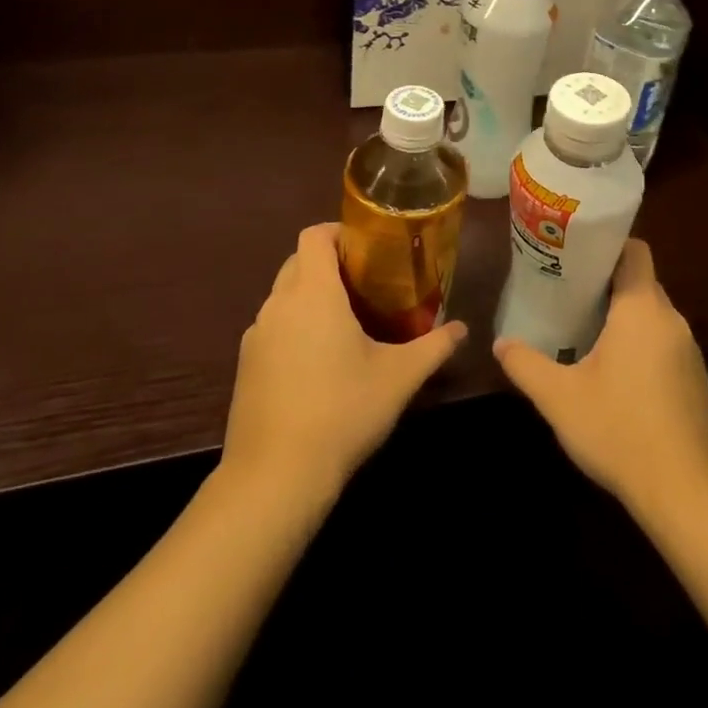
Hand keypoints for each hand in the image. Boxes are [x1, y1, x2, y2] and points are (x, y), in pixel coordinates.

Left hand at [221, 223, 466, 505]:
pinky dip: (294, 327)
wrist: (275, 476)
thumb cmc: (343, 412)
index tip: (368, 247)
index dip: (339, 231)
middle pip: (298, 261)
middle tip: (367, 283)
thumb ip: (434, 347)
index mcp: (313, 294)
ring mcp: (256, 335)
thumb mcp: (399, 377)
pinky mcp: (245, 365)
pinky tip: (318, 362)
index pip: (314, 236)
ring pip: (283, 296)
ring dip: (310, 296)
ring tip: (346, 322)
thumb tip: (462, 329)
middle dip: (329, 263)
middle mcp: (278, 305)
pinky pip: (272, 327)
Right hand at [493, 240, 707, 519]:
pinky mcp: (696, 379)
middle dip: (605, 285)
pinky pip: (664, 344)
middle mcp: (671, 320)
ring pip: (652, 316)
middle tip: (566, 295)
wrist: (687, 492)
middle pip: (640, 283)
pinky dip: (640, 346)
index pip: (634, 251)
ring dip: (623, 319)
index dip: (606, 246)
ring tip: (584, 332)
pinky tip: (615, 375)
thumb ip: (526, 365)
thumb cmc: (620, 430)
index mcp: (642, 309)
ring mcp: (689, 351)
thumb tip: (500, 343)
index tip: (574, 257)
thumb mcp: (559, 398)